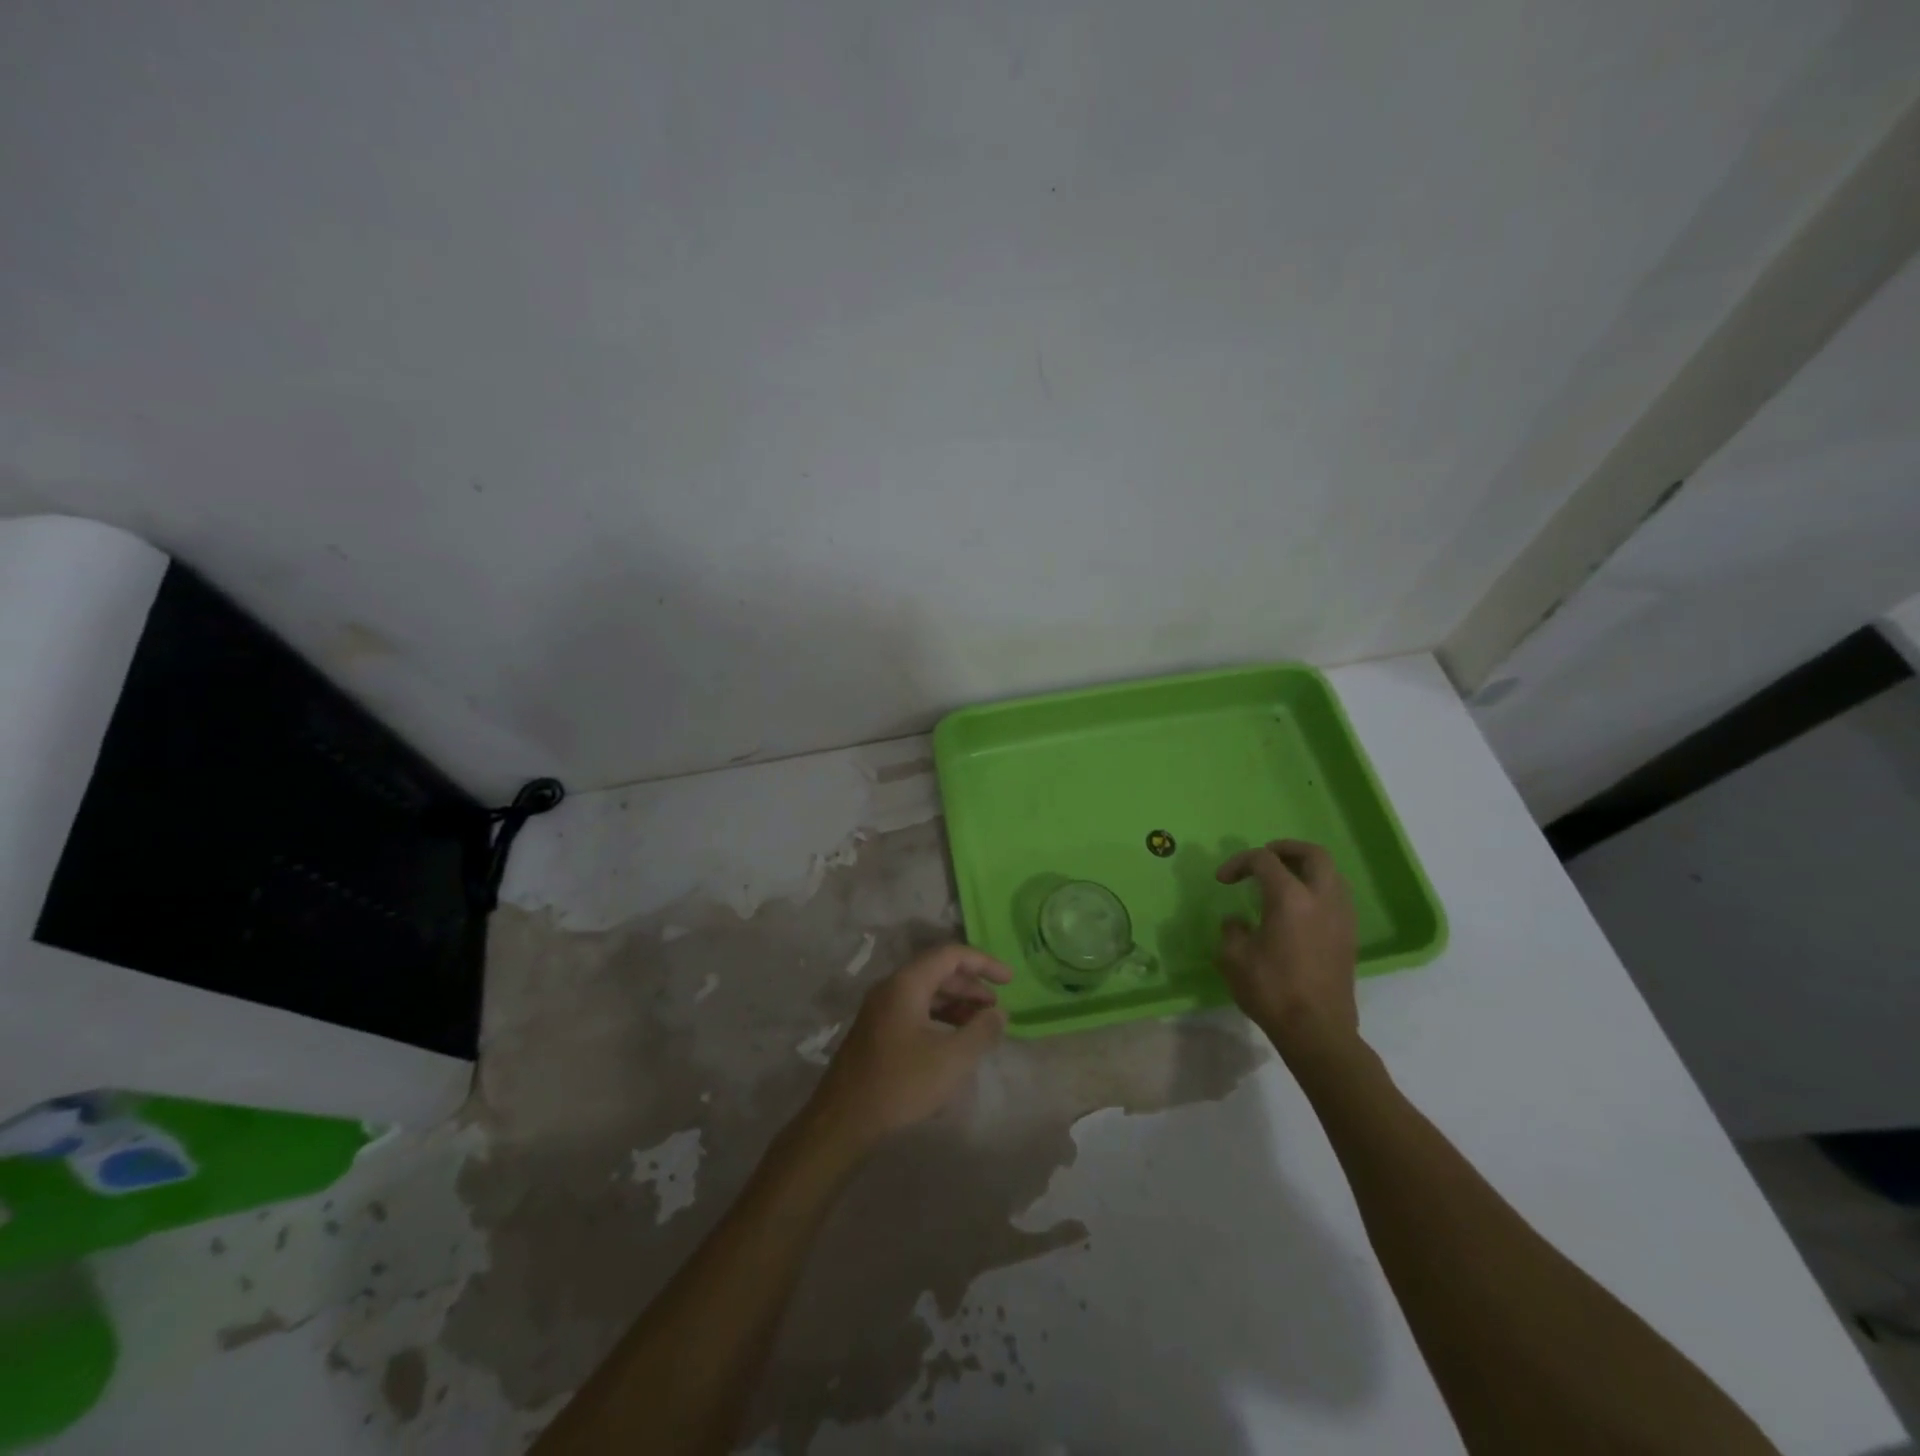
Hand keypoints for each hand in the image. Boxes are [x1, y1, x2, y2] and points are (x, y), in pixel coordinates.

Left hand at [804, 944, 1011, 1154]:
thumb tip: (999, 1013)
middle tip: (996, 1008)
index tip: (1010, 980)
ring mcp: (880, 1010)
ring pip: (925, 993)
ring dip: (956, 1003)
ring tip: (979, 1026)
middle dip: (971, 986)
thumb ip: (981, 1031)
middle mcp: (890, 988)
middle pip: (937, 972)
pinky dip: (939, 1018)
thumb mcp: (952, 1058)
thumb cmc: (901, 1083)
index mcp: (906, 984)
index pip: (951, 955)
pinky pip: (914, 1011)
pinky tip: (953, 1042)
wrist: (844, 1121)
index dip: (983, 963)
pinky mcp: (876, 1033)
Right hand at [1216, 840, 1359, 1059]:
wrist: (1316, 1031)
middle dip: (1286, 849)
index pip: (1264, 860)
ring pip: (1331, 874)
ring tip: (1281, 880)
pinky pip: (1336, 896)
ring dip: (1305, 868)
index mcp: (1290, 898)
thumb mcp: (1234, 958)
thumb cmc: (1271, 990)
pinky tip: (1297, 909)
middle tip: (1264, 859)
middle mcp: (1321, 898)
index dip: (1239, 863)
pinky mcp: (1348, 936)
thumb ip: (1233, 931)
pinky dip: (1317, 889)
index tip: (1223, 881)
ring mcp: (1341, 917)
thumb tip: (1237, 922)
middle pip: (1313, 854)